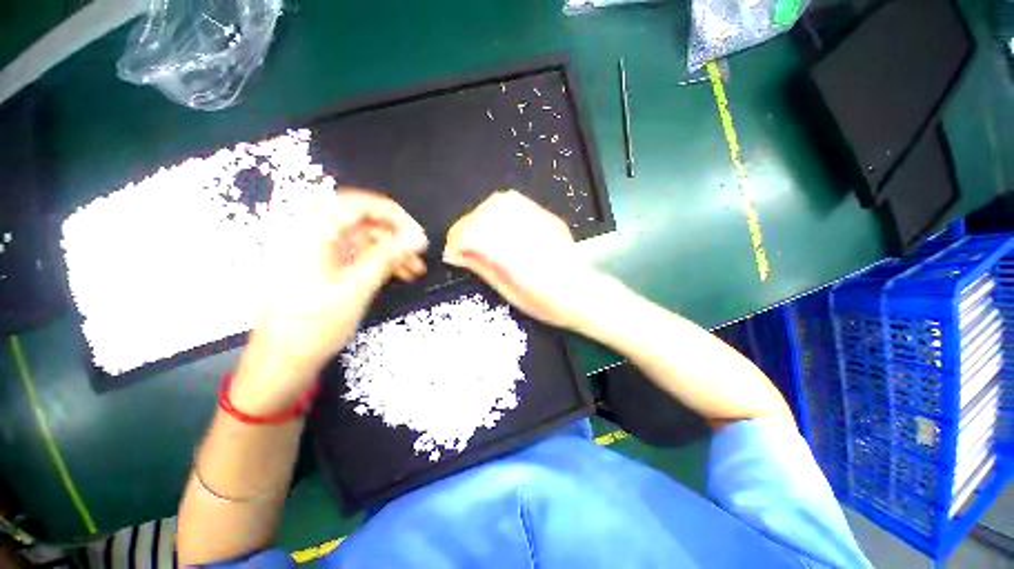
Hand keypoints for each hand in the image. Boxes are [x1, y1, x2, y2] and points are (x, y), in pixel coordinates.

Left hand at [232, 189, 426, 412]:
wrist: (284, 360)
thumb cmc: (315, 323)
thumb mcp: (357, 287)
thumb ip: (388, 256)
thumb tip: (418, 237)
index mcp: (311, 232)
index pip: (356, 204)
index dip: (390, 213)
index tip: (415, 231)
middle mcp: (313, 234)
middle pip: (361, 220)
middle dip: (394, 234)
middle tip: (418, 249)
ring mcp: (319, 251)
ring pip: (364, 239)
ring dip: (391, 250)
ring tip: (417, 269)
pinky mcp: (325, 266)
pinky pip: (358, 254)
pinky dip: (381, 261)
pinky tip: (402, 274)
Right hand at [443, 190, 601, 329]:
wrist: (583, 293)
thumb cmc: (547, 303)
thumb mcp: (511, 294)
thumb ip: (483, 268)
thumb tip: (456, 253)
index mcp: (519, 261)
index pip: (477, 236)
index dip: (457, 241)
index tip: (450, 253)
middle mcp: (529, 236)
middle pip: (485, 216)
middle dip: (464, 227)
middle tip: (459, 244)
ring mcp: (541, 222)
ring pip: (499, 203)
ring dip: (479, 216)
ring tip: (474, 232)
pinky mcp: (547, 217)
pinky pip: (515, 201)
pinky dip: (496, 208)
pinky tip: (493, 222)